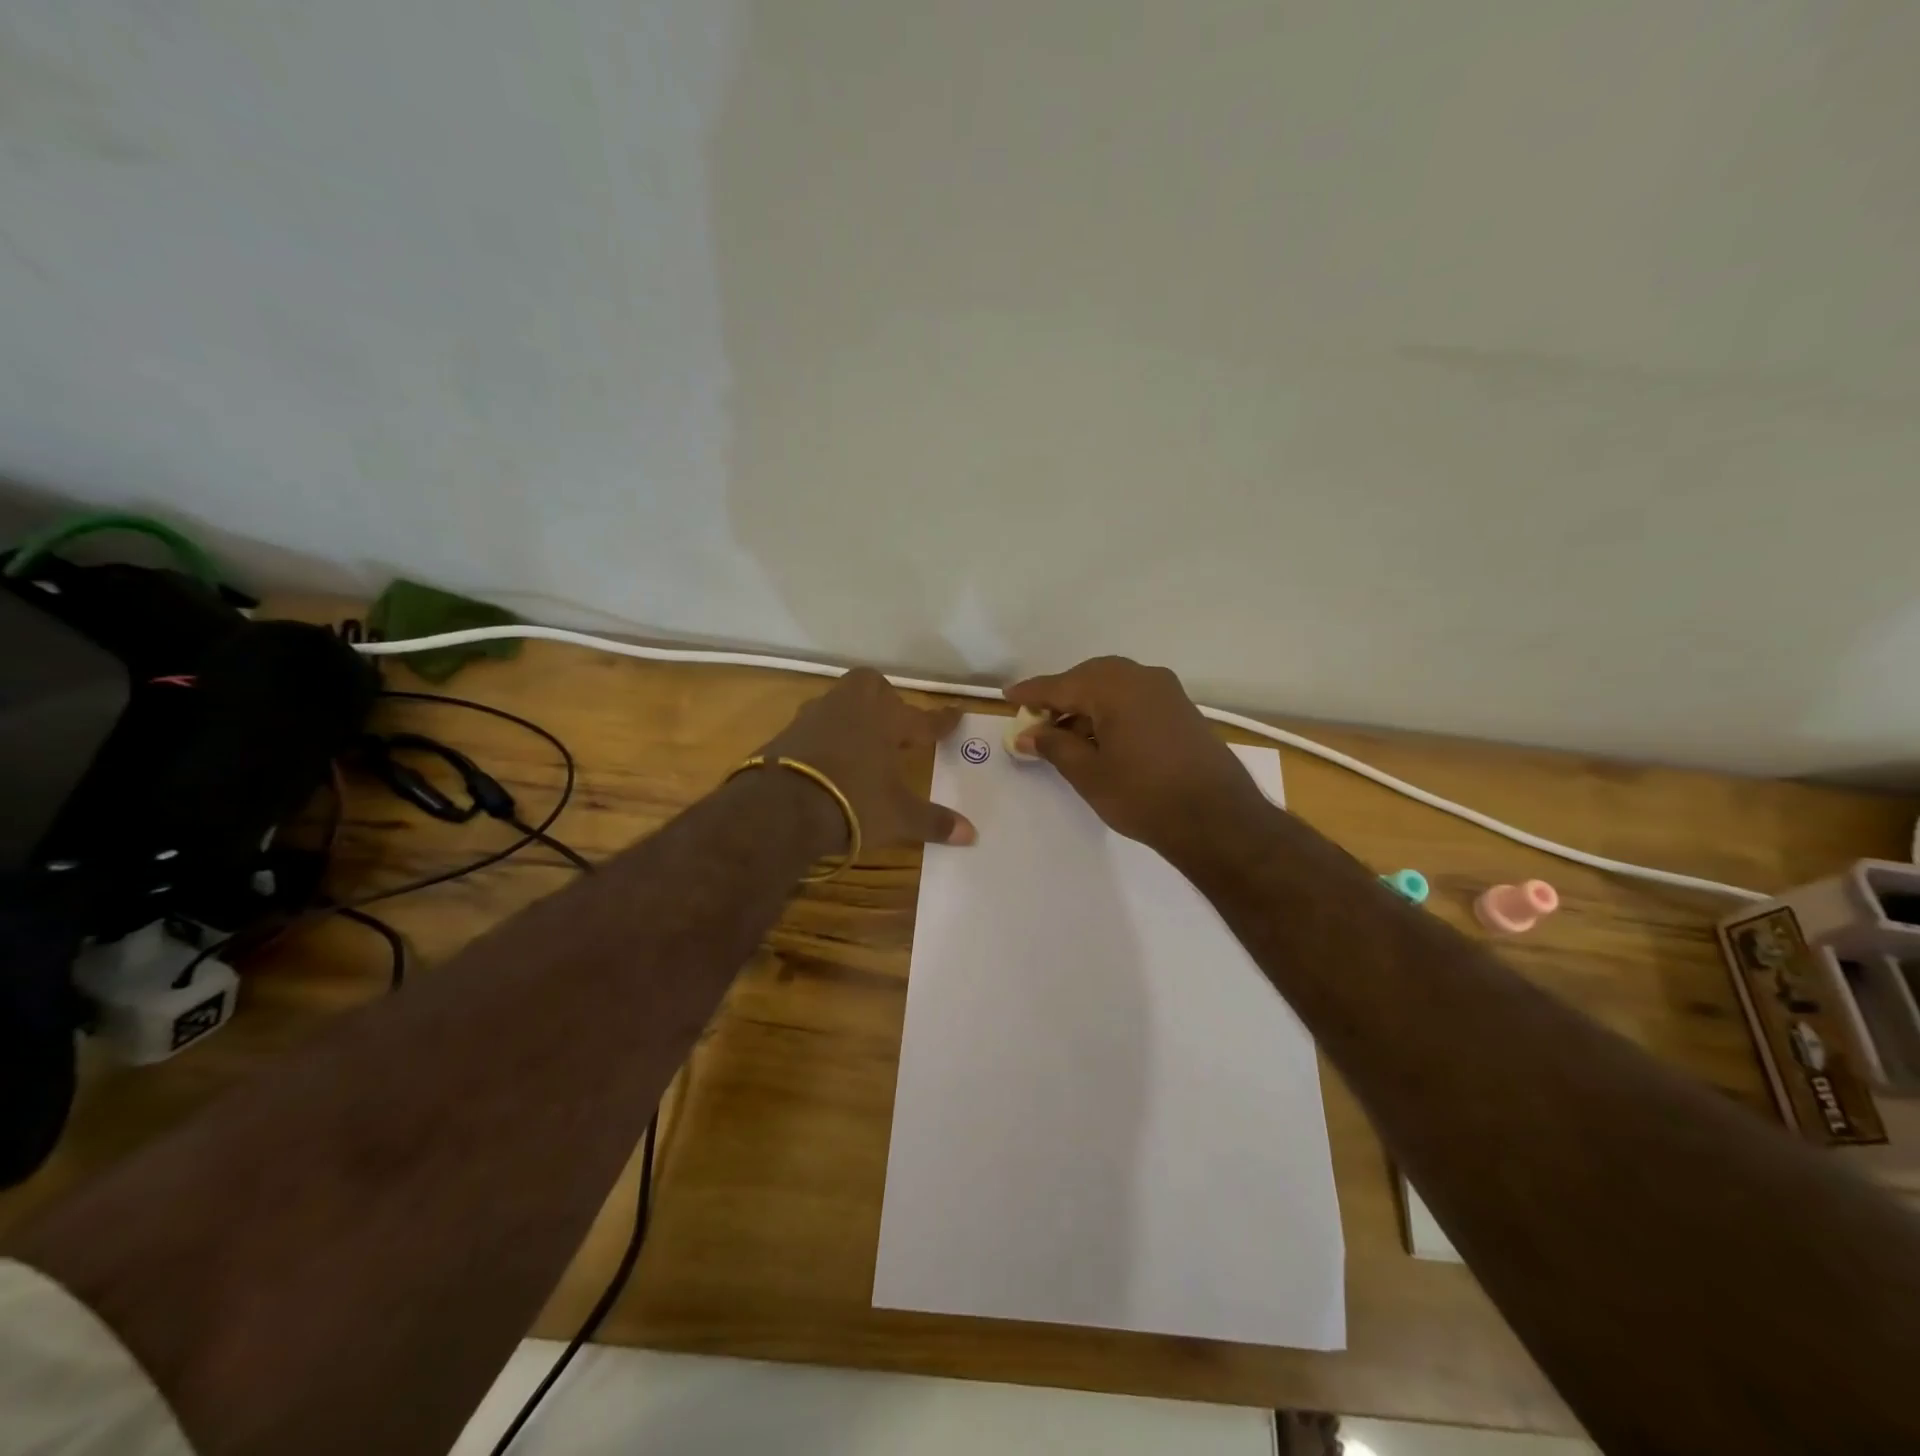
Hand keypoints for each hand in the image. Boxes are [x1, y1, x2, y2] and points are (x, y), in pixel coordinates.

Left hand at [758, 669, 976, 851]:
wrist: (780, 807)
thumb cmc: (852, 803)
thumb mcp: (898, 817)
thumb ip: (933, 822)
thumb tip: (972, 835)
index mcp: (886, 721)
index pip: (923, 719)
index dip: (941, 720)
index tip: (956, 713)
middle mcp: (851, 708)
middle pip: (872, 686)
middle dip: (885, 699)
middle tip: (893, 723)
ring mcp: (815, 717)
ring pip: (839, 701)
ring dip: (852, 715)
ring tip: (860, 740)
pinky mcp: (787, 733)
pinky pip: (814, 725)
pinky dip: (824, 736)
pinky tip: (826, 758)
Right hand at [1005, 656, 1268, 856]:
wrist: (1218, 819)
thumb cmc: (1144, 795)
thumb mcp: (1088, 774)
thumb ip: (1054, 746)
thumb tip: (1029, 734)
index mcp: (1114, 686)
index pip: (1061, 684)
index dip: (1031, 693)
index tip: (1007, 696)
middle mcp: (1142, 677)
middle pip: (1089, 678)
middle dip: (1061, 697)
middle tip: (1036, 719)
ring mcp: (1167, 691)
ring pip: (1114, 687)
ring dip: (1087, 705)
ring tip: (1065, 735)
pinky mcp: (1182, 709)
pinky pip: (1135, 698)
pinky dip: (1112, 711)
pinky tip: (1101, 737)